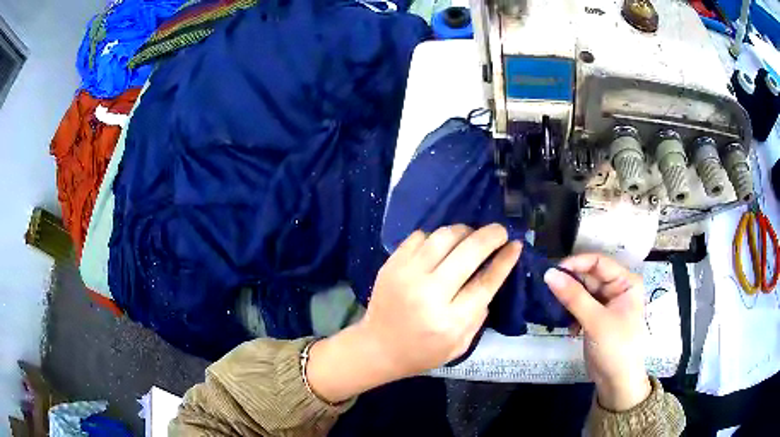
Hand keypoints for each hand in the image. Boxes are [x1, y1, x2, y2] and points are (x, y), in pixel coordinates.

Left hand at [307, 224, 521, 402]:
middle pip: (468, 251)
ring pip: (444, 236)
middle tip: (500, 231)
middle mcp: (429, 294)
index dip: (505, 260)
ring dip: (464, 231)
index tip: (516, 244)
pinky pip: (420, 236)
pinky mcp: (391, 264)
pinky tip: (441, 246)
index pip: (485, 282)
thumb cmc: (423, 352)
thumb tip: (492, 274)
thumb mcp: (461, 344)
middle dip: (491, 235)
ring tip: (471, 237)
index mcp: (450, 321)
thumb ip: (479, 312)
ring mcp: (406, 275)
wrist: (377, 347)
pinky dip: (436, 236)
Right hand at [544, 254, 650, 411]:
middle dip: (569, 283)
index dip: (576, 264)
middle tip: (547, 291)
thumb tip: (548, 274)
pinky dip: (571, 313)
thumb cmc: (615, 347)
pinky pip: (580, 306)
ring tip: (554, 310)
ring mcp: (606, 303)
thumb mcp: (596, 321)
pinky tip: (567, 327)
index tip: (552, 272)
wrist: (617, 382)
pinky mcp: (596, 317)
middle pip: (589, 276)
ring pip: (582, 291)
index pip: (599, 262)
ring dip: (568, 300)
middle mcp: (617, 288)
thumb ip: (574, 297)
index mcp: (626, 282)